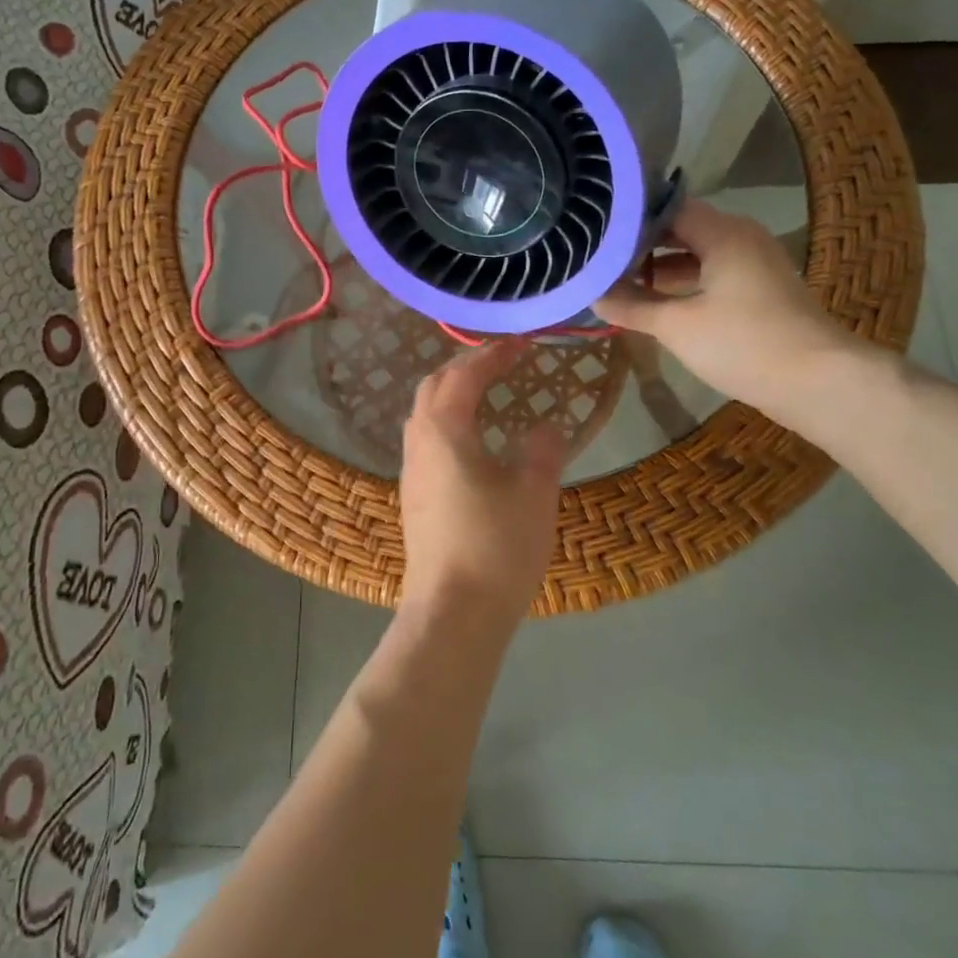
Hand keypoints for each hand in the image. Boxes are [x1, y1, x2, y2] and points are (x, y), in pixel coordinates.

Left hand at [400, 342, 566, 623]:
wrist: (452, 613)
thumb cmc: (496, 546)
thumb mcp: (534, 492)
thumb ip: (543, 449)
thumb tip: (547, 425)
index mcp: (445, 430)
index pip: (465, 375)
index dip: (493, 355)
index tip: (522, 344)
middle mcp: (419, 443)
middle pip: (434, 387)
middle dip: (465, 367)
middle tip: (502, 364)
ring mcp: (411, 472)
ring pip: (424, 415)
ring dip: (452, 395)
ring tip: (486, 397)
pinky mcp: (413, 498)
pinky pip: (426, 442)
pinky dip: (447, 424)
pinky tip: (472, 444)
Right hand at [593, 202, 863, 421]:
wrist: (818, 381)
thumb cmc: (743, 343)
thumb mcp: (676, 326)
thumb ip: (632, 306)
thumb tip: (593, 295)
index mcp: (723, 233)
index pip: (668, 208)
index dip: (630, 217)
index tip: (596, 229)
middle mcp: (741, 238)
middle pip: (682, 229)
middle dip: (642, 244)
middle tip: (600, 256)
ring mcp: (755, 264)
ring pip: (698, 254)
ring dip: (661, 266)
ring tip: (619, 280)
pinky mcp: (761, 291)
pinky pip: (713, 274)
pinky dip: (684, 283)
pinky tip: (657, 303)